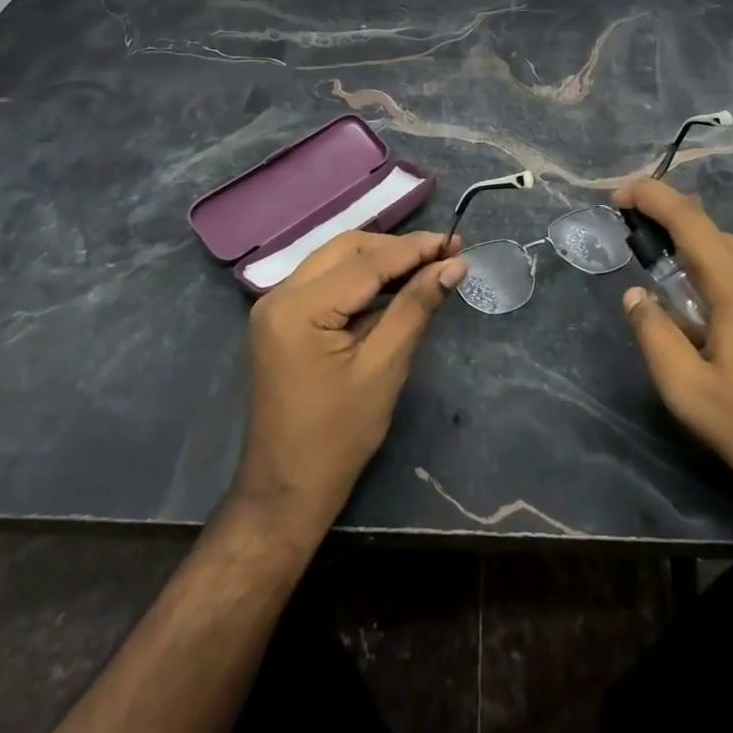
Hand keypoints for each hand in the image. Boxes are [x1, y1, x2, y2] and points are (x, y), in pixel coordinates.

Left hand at [232, 230, 465, 536]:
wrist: (286, 491)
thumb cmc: (338, 437)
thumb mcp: (384, 368)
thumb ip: (415, 307)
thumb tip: (453, 265)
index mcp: (298, 308)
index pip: (366, 262)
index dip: (414, 249)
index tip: (455, 241)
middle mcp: (280, 295)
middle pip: (348, 249)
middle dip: (397, 249)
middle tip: (444, 254)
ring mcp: (276, 306)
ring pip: (337, 260)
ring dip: (381, 260)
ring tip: (428, 265)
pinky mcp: (283, 319)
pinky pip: (327, 281)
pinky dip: (362, 278)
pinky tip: (395, 285)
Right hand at [613, 179, 732, 507]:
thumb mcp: (692, 396)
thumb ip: (655, 337)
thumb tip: (637, 295)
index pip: (688, 219)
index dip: (651, 196)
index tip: (622, 196)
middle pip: (717, 238)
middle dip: (682, 251)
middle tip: (667, 295)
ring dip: (717, 274)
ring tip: (711, 328)